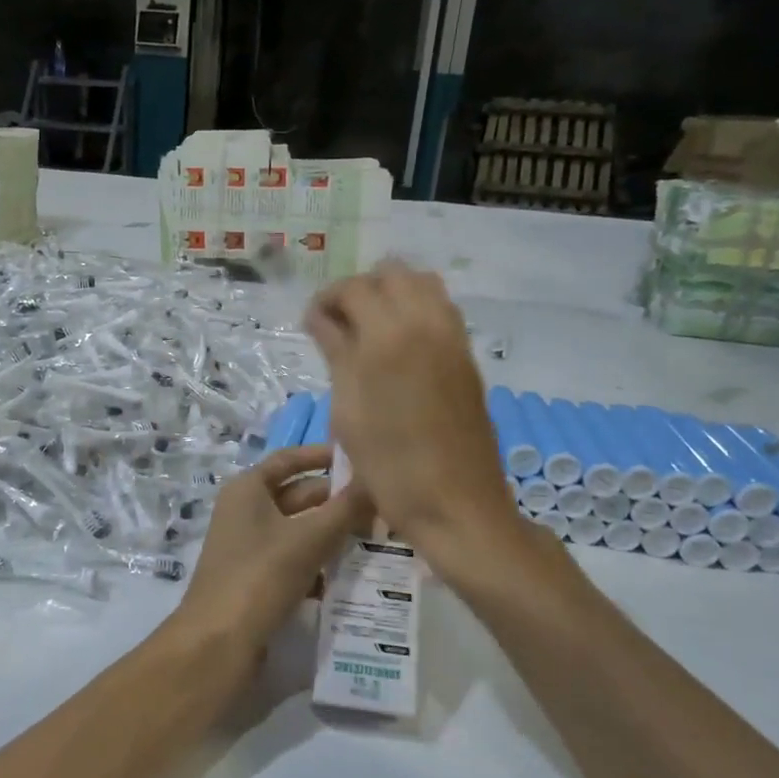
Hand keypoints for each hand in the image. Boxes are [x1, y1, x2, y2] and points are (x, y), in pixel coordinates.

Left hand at [169, 444, 370, 656]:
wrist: (218, 644)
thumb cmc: (260, 576)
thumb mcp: (308, 539)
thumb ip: (345, 510)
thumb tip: (377, 482)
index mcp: (248, 490)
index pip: (289, 459)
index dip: (323, 456)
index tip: (362, 457)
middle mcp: (246, 512)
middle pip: (299, 496)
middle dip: (338, 501)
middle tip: (384, 506)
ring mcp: (250, 547)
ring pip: (300, 530)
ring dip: (334, 534)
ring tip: (379, 538)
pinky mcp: (258, 580)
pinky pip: (296, 561)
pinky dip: (321, 563)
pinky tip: (352, 574)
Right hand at [304, 261, 553, 582]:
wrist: (456, 504)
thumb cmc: (389, 465)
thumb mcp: (348, 409)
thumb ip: (336, 353)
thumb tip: (320, 318)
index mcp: (389, 335)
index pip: (354, 288)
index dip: (327, 300)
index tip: (312, 325)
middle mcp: (427, 322)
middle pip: (392, 273)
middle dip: (361, 289)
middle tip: (339, 324)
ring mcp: (454, 337)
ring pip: (422, 285)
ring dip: (392, 295)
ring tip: (367, 331)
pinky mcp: (467, 356)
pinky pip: (441, 310)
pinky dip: (415, 310)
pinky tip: (396, 347)